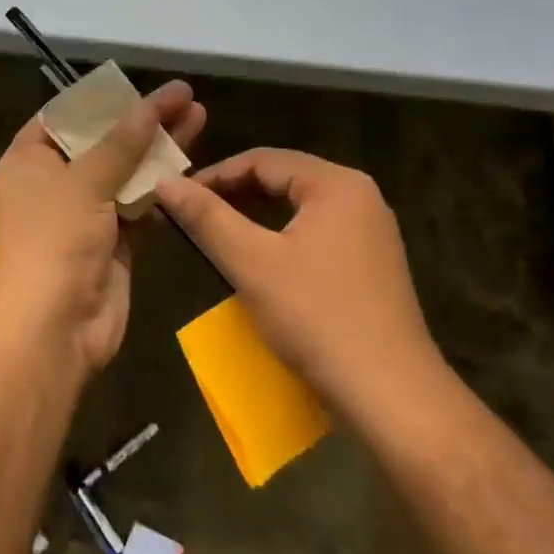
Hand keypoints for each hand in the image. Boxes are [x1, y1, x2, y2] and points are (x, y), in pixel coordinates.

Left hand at [0, 81, 205, 375]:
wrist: (50, 330)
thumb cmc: (51, 242)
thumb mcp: (82, 182)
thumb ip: (120, 143)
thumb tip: (149, 104)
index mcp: (27, 163)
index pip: (63, 118)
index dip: (100, 100)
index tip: (138, 85)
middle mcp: (53, 186)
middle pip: (101, 144)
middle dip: (141, 122)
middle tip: (184, 98)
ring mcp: (83, 217)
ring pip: (125, 175)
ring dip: (158, 152)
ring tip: (198, 119)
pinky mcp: (112, 245)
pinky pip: (139, 209)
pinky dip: (162, 191)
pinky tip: (192, 168)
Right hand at [155, 149, 444, 414]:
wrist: (389, 393)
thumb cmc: (316, 318)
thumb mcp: (251, 263)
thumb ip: (207, 217)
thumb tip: (164, 182)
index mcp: (337, 185)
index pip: (264, 160)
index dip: (215, 174)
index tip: (177, 196)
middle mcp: (361, 198)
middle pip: (284, 179)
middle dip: (235, 193)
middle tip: (192, 213)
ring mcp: (371, 232)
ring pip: (300, 208)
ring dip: (256, 216)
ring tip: (216, 233)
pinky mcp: (371, 265)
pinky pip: (317, 234)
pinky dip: (281, 238)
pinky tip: (259, 261)